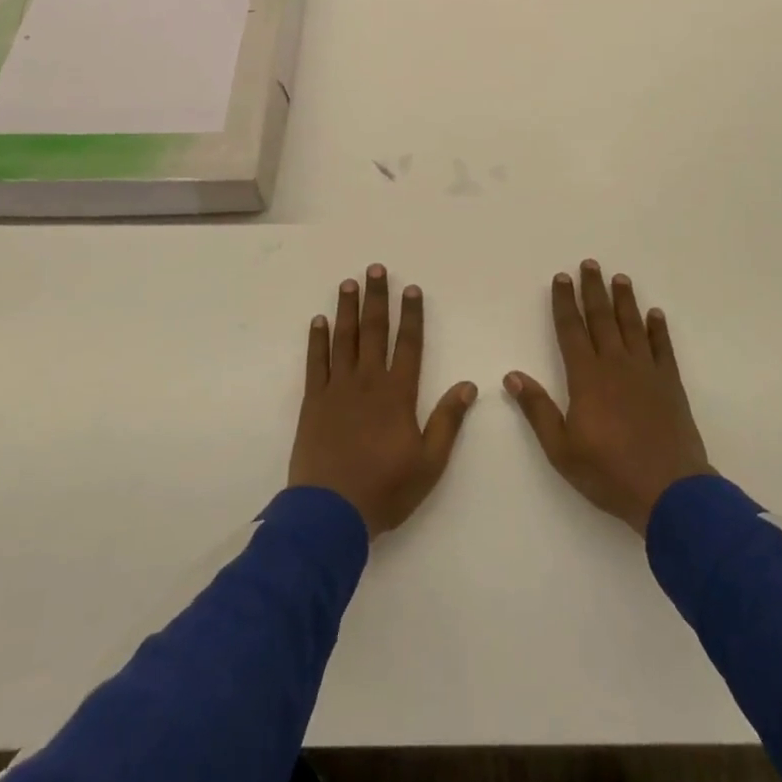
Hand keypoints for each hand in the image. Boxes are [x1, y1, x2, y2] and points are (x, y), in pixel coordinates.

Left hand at [288, 264, 478, 537]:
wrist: (331, 513)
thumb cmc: (385, 489)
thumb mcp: (429, 463)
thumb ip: (448, 421)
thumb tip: (469, 386)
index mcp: (397, 394)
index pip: (409, 344)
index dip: (412, 315)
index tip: (411, 288)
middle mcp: (368, 382)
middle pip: (374, 331)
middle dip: (377, 298)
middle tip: (375, 268)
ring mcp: (337, 389)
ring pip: (344, 339)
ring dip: (347, 309)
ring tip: (348, 283)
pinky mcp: (312, 401)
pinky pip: (315, 362)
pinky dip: (317, 340)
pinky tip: (318, 321)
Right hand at [506, 260, 712, 535]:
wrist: (670, 491)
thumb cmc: (609, 472)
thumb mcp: (562, 449)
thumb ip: (538, 410)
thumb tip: (512, 376)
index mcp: (587, 377)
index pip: (571, 330)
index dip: (565, 302)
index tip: (562, 278)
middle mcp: (615, 365)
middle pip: (602, 318)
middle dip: (593, 290)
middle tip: (590, 263)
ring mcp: (646, 372)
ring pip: (632, 326)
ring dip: (625, 301)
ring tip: (620, 278)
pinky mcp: (670, 385)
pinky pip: (663, 348)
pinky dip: (658, 329)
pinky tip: (655, 314)